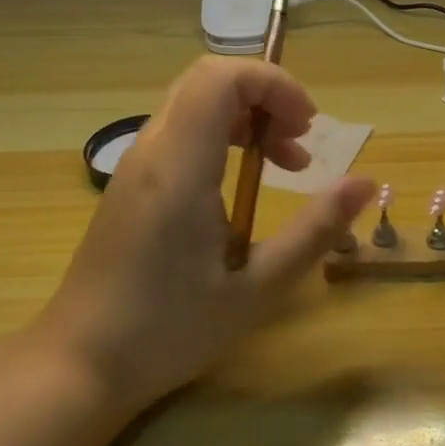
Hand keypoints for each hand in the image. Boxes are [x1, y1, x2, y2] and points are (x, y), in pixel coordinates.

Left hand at [39, 57, 373, 409]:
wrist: (78, 367)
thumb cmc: (169, 331)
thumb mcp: (257, 289)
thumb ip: (315, 231)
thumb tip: (366, 183)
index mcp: (180, 168)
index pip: (221, 78)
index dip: (273, 84)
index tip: (308, 126)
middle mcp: (152, 152)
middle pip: (209, 80)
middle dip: (266, 96)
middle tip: (301, 141)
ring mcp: (136, 166)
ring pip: (195, 102)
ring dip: (248, 117)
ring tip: (286, 165)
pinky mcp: (132, 184)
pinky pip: (182, 130)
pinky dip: (224, 136)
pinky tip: (244, 185)